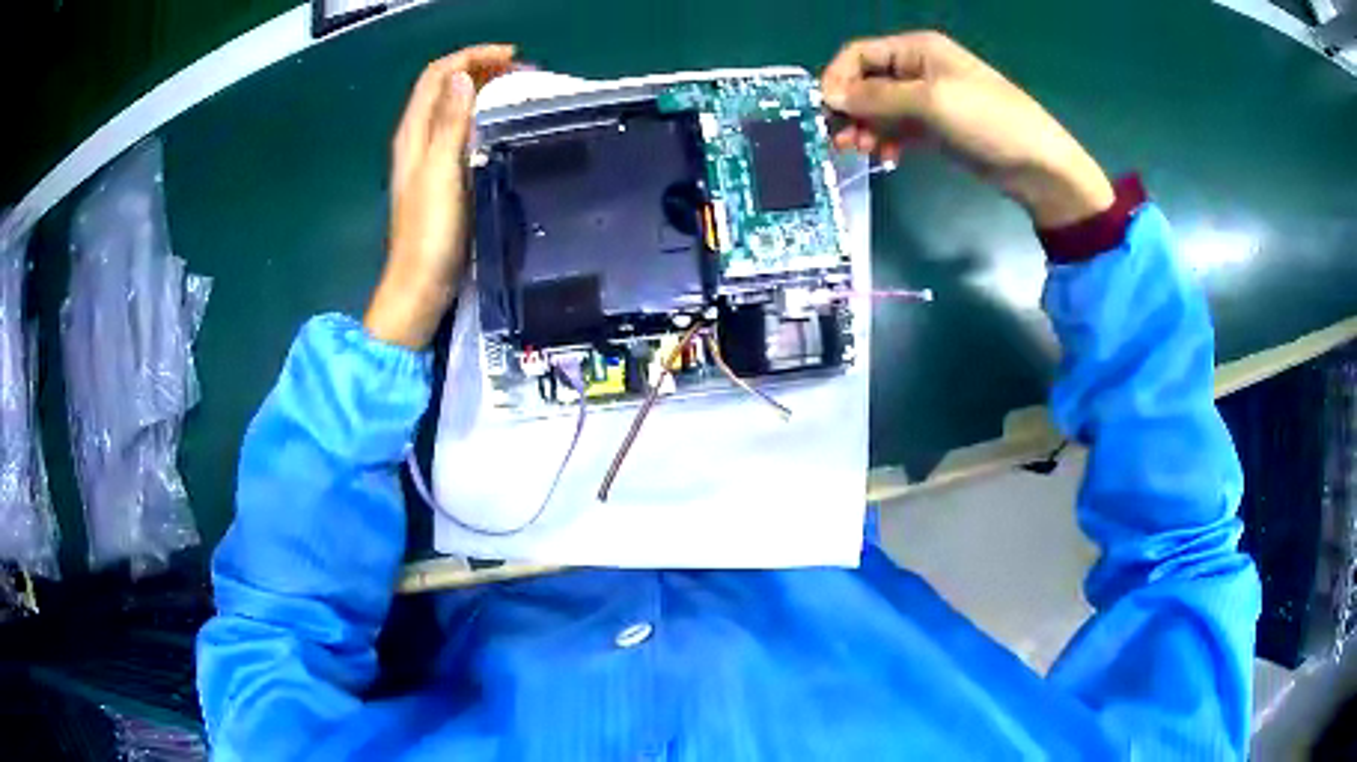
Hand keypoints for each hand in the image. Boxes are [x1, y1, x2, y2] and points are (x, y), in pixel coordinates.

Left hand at [364, 44, 515, 348]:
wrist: (420, 286)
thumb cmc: (429, 232)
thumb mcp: (440, 172)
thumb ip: (450, 124)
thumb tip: (464, 78)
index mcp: (414, 133)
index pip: (438, 75)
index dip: (472, 57)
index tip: (512, 57)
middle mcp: (419, 139)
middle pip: (446, 87)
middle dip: (481, 70)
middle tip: (524, 73)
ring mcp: (430, 159)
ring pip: (456, 108)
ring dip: (485, 92)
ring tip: (521, 92)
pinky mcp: (443, 177)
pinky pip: (463, 132)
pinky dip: (485, 118)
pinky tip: (506, 127)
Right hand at [821, 32, 1113, 228]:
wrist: (1036, 164)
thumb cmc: (987, 120)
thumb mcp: (930, 101)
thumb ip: (877, 97)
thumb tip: (829, 96)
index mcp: (916, 49)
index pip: (859, 54)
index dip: (838, 79)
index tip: (826, 110)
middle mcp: (917, 69)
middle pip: (866, 82)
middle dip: (849, 108)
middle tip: (838, 139)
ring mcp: (927, 100)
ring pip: (879, 109)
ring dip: (865, 127)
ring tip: (859, 151)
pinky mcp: (935, 129)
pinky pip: (898, 129)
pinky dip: (886, 141)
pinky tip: (886, 158)